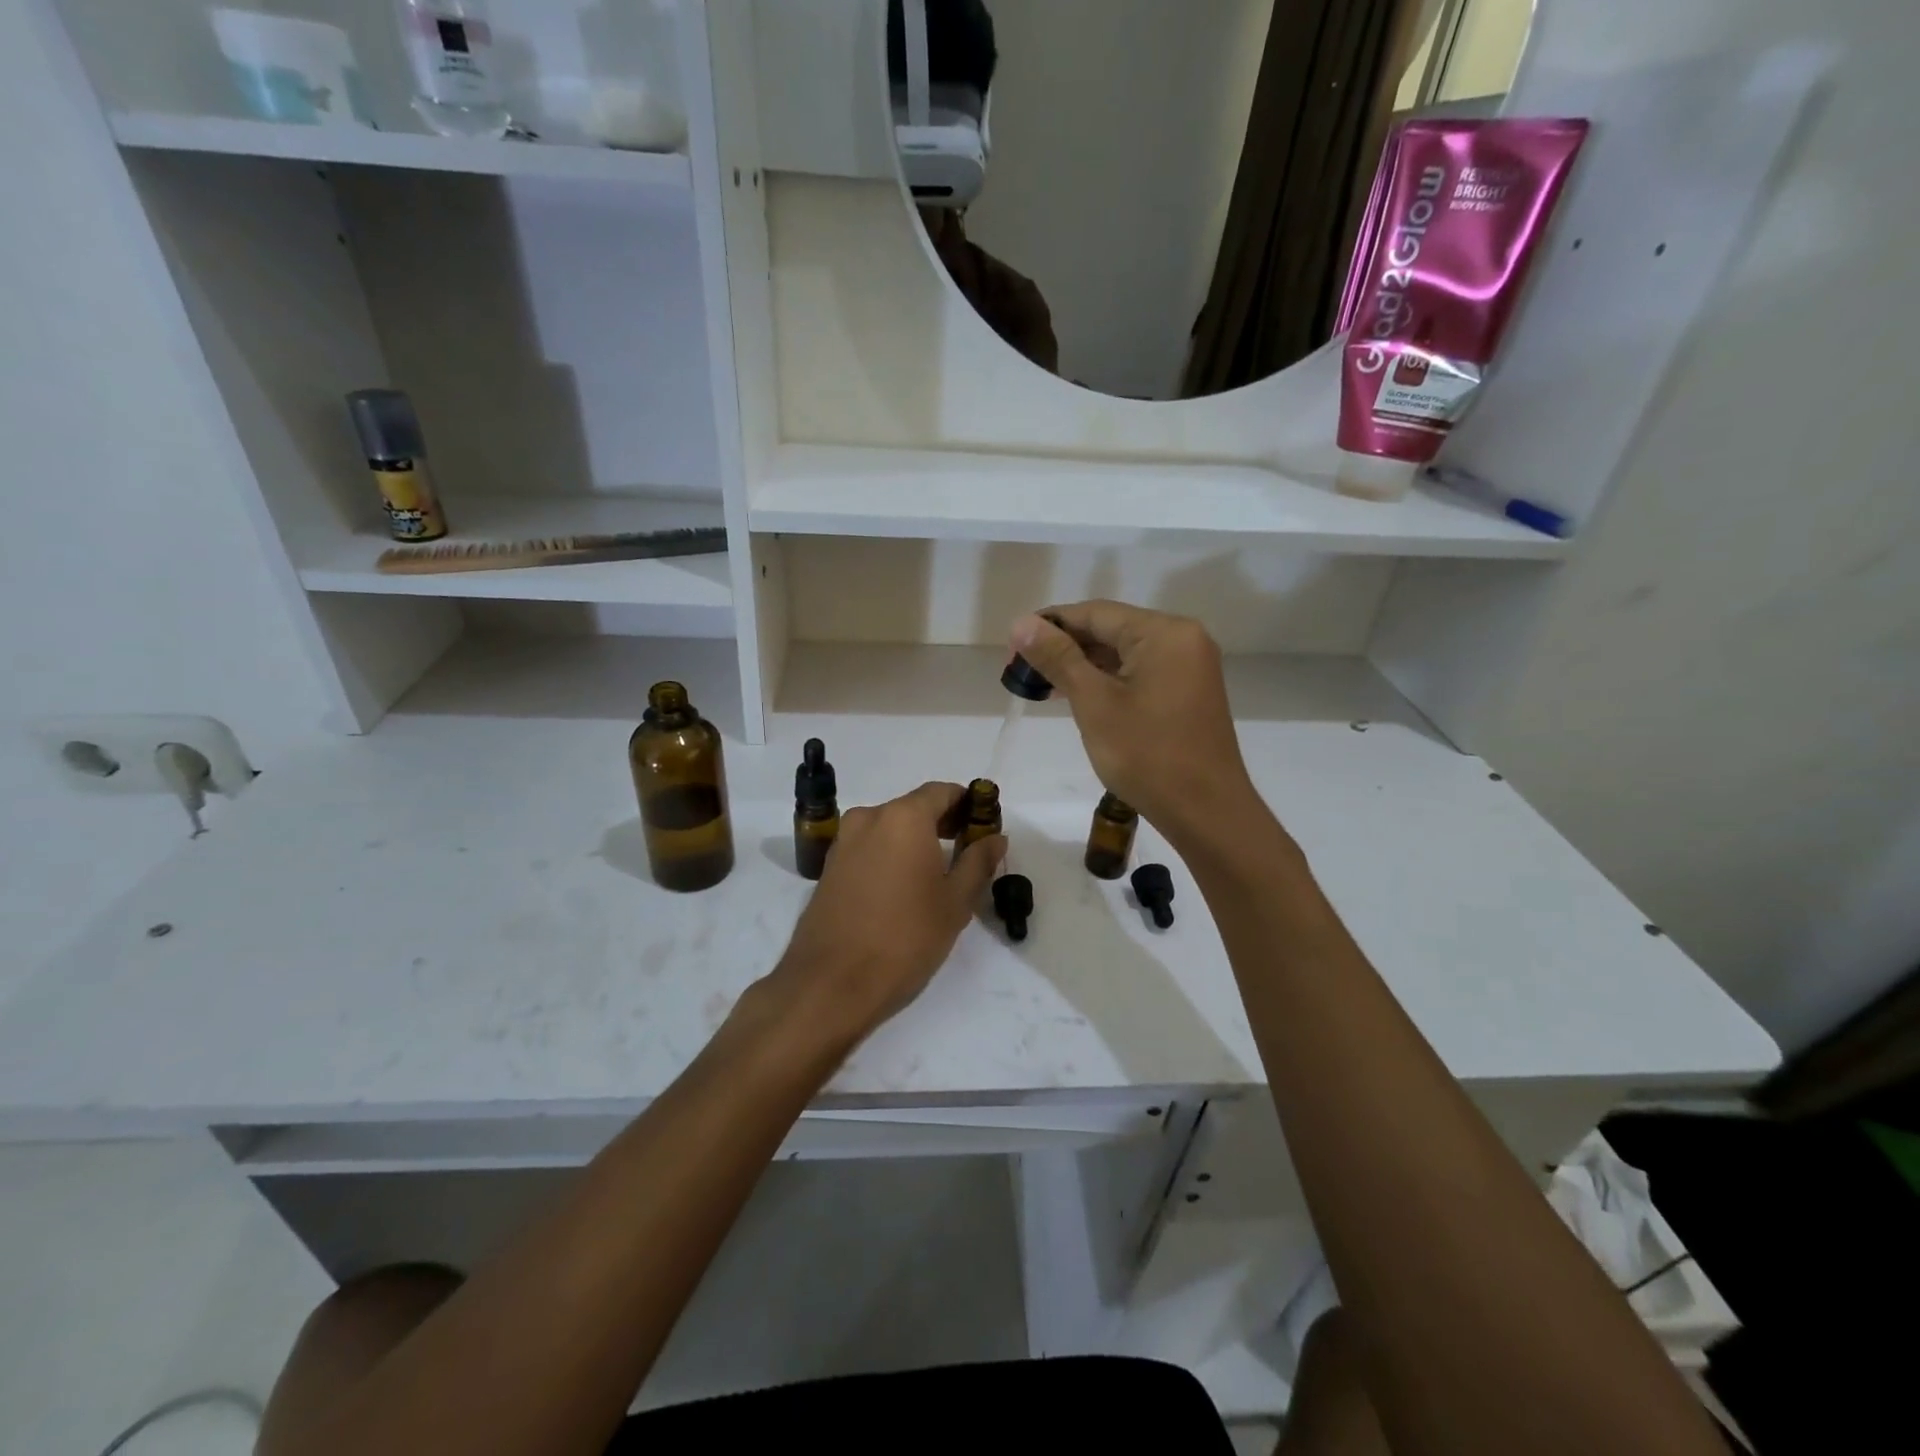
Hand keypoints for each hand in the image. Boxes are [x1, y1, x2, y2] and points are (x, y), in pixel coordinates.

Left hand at [766, 782, 1004, 1048]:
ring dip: (915, 841)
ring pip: (889, 828)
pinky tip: (904, 888)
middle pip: (914, 807)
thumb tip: (995, 837)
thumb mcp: (954, 902)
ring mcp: (844, 842)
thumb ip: (977, 862)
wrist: (831, 984)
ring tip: (937, 875)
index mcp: (903, 817)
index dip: (968, 803)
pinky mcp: (829, 867)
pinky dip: (890, 855)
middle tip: (968, 852)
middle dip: (943, 823)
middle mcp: (869, 818)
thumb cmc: (905, 939)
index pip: (942, 792)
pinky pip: (869, 848)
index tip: (984, 826)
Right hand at [1010, 602, 1259, 844]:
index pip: (1094, 613)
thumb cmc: (1147, 755)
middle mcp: (1182, 639)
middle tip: (1021, 670)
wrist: (1206, 812)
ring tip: (1040, 684)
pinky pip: (1139, 673)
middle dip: (1064, 647)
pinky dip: (1107, 680)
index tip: (1012, 648)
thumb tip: (1021, 623)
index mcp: (1164, 632)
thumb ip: (1058, 657)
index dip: (1049, 625)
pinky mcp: (1188, 692)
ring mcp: (1189, 666)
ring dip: (1082, 665)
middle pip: (1110, 629)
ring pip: (1124, 653)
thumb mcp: (1094, 703)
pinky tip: (1076, 695)